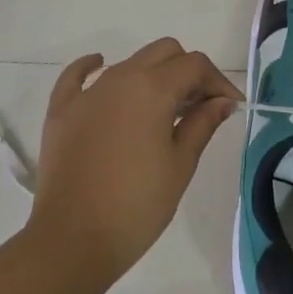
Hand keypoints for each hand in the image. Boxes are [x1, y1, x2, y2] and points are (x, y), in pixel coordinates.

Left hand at [28, 39, 241, 288]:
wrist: (72, 241)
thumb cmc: (136, 206)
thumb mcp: (180, 165)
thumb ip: (202, 123)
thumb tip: (222, 100)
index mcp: (153, 88)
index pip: (194, 65)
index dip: (218, 80)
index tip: (230, 105)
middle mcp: (120, 78)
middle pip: (164, 52)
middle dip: (188, 71)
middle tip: (200, 105)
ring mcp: (87, 92)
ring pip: (129, 62)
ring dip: (153, 75)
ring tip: (165, 109)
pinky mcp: (62, 110)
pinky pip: (77, 75)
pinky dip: (92, 67)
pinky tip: (100, 66)